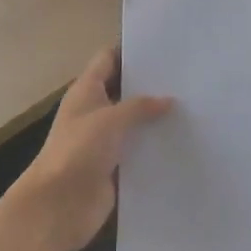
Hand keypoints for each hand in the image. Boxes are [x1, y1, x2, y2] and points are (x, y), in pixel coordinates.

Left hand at [8, 47, 172, 250]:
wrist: (58, 205)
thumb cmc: (78, 151)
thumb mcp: (111, 119)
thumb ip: (140, 106)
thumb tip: (168, 100)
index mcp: (86, 91)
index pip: (108, 59)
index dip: (131, 50)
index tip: (163, 45)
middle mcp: (94, 111)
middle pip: (124, 90)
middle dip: (150, 84)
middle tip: (187, 75)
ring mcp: (103, 141)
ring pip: (133, 122)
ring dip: (156, 117)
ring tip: (193, 106)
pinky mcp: (114, 166)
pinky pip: (138, 150)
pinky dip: (155, 145)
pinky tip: (183, 140)